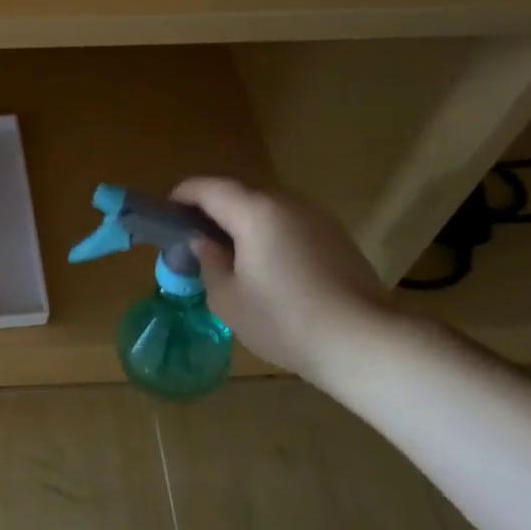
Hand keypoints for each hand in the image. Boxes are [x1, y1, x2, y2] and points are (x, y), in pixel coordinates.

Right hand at [171, 177, 395, 382]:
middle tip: (195, 239)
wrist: (363, 341)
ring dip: (243, 223)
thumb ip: (209, 263)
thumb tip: (205, 243)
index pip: (208, 188)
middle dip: (213, 211)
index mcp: (254, 211)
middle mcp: (286, 203)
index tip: (167, 214)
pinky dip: (269, 235)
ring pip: (267, 210)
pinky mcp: (336, 237)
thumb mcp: (228, 299)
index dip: (182, 195)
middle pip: (239, 195)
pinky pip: (290, 225)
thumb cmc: (283, 319)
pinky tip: (267, 268)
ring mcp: (317, 217)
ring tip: (229, 255)